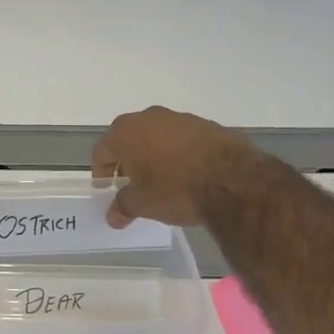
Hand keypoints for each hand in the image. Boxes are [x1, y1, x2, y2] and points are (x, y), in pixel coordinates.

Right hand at [92, 107, 253, 227]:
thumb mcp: (143, 204)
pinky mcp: (205, 124)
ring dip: (153, 154)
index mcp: (125, 132)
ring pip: (156, 136)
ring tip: (161, 180)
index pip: (102, 150)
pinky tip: (187, 173)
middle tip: (131, 184)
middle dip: (126, 161)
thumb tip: (113, 216)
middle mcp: (148, 117)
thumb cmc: (175, 189)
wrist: (232, 179)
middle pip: (128, 139)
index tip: (107, 189)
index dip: (101, 172)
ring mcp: (179, 118)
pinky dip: (178, 152)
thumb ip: (123, 206)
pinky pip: (181, 138)